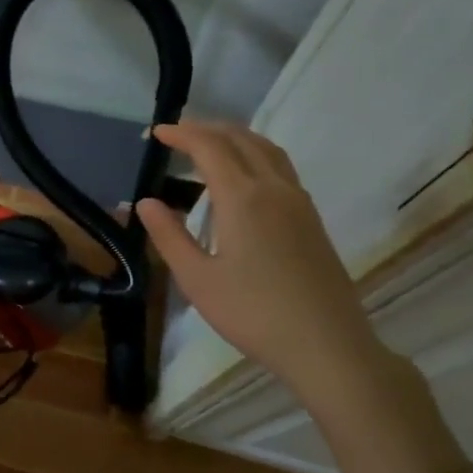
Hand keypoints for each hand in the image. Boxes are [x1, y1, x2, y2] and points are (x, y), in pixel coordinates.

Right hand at [135, 121, 391, 406]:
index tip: (156, 133)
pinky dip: (255, 154)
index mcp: (243, 198)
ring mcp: (298, 201)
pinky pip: (280, 167)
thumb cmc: (253, 313)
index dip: (181, 134)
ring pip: (266, 149)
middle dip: (206, 128)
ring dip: (235, 136)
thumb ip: (169, 236)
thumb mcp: (197, 280)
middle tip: (177, 133)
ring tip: (209, 143)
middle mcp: (273, 188)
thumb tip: (145, 203)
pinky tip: (244, 176)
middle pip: (240, 138)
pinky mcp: (311, 218)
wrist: (326, 344)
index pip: (209, 147)